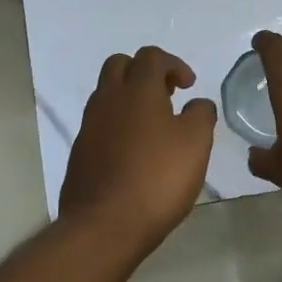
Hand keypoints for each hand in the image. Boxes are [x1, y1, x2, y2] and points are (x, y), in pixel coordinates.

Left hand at [59, 46, 216, 252]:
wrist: (104, 225)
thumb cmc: (157, 178)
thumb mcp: (196, 143)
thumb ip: (201, 114)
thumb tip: (197, 103)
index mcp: (137, 90)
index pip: (151, 56)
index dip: (174, 64)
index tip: (189, 86)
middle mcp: (108, 99)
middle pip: (120, 65)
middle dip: (144, 72)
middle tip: (166, 95)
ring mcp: (89, 125)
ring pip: (106, 94)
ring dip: (129, 98)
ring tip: (154, 126)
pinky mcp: (80, 152)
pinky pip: (99, 123)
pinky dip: (117, 124)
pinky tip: (134, 152)